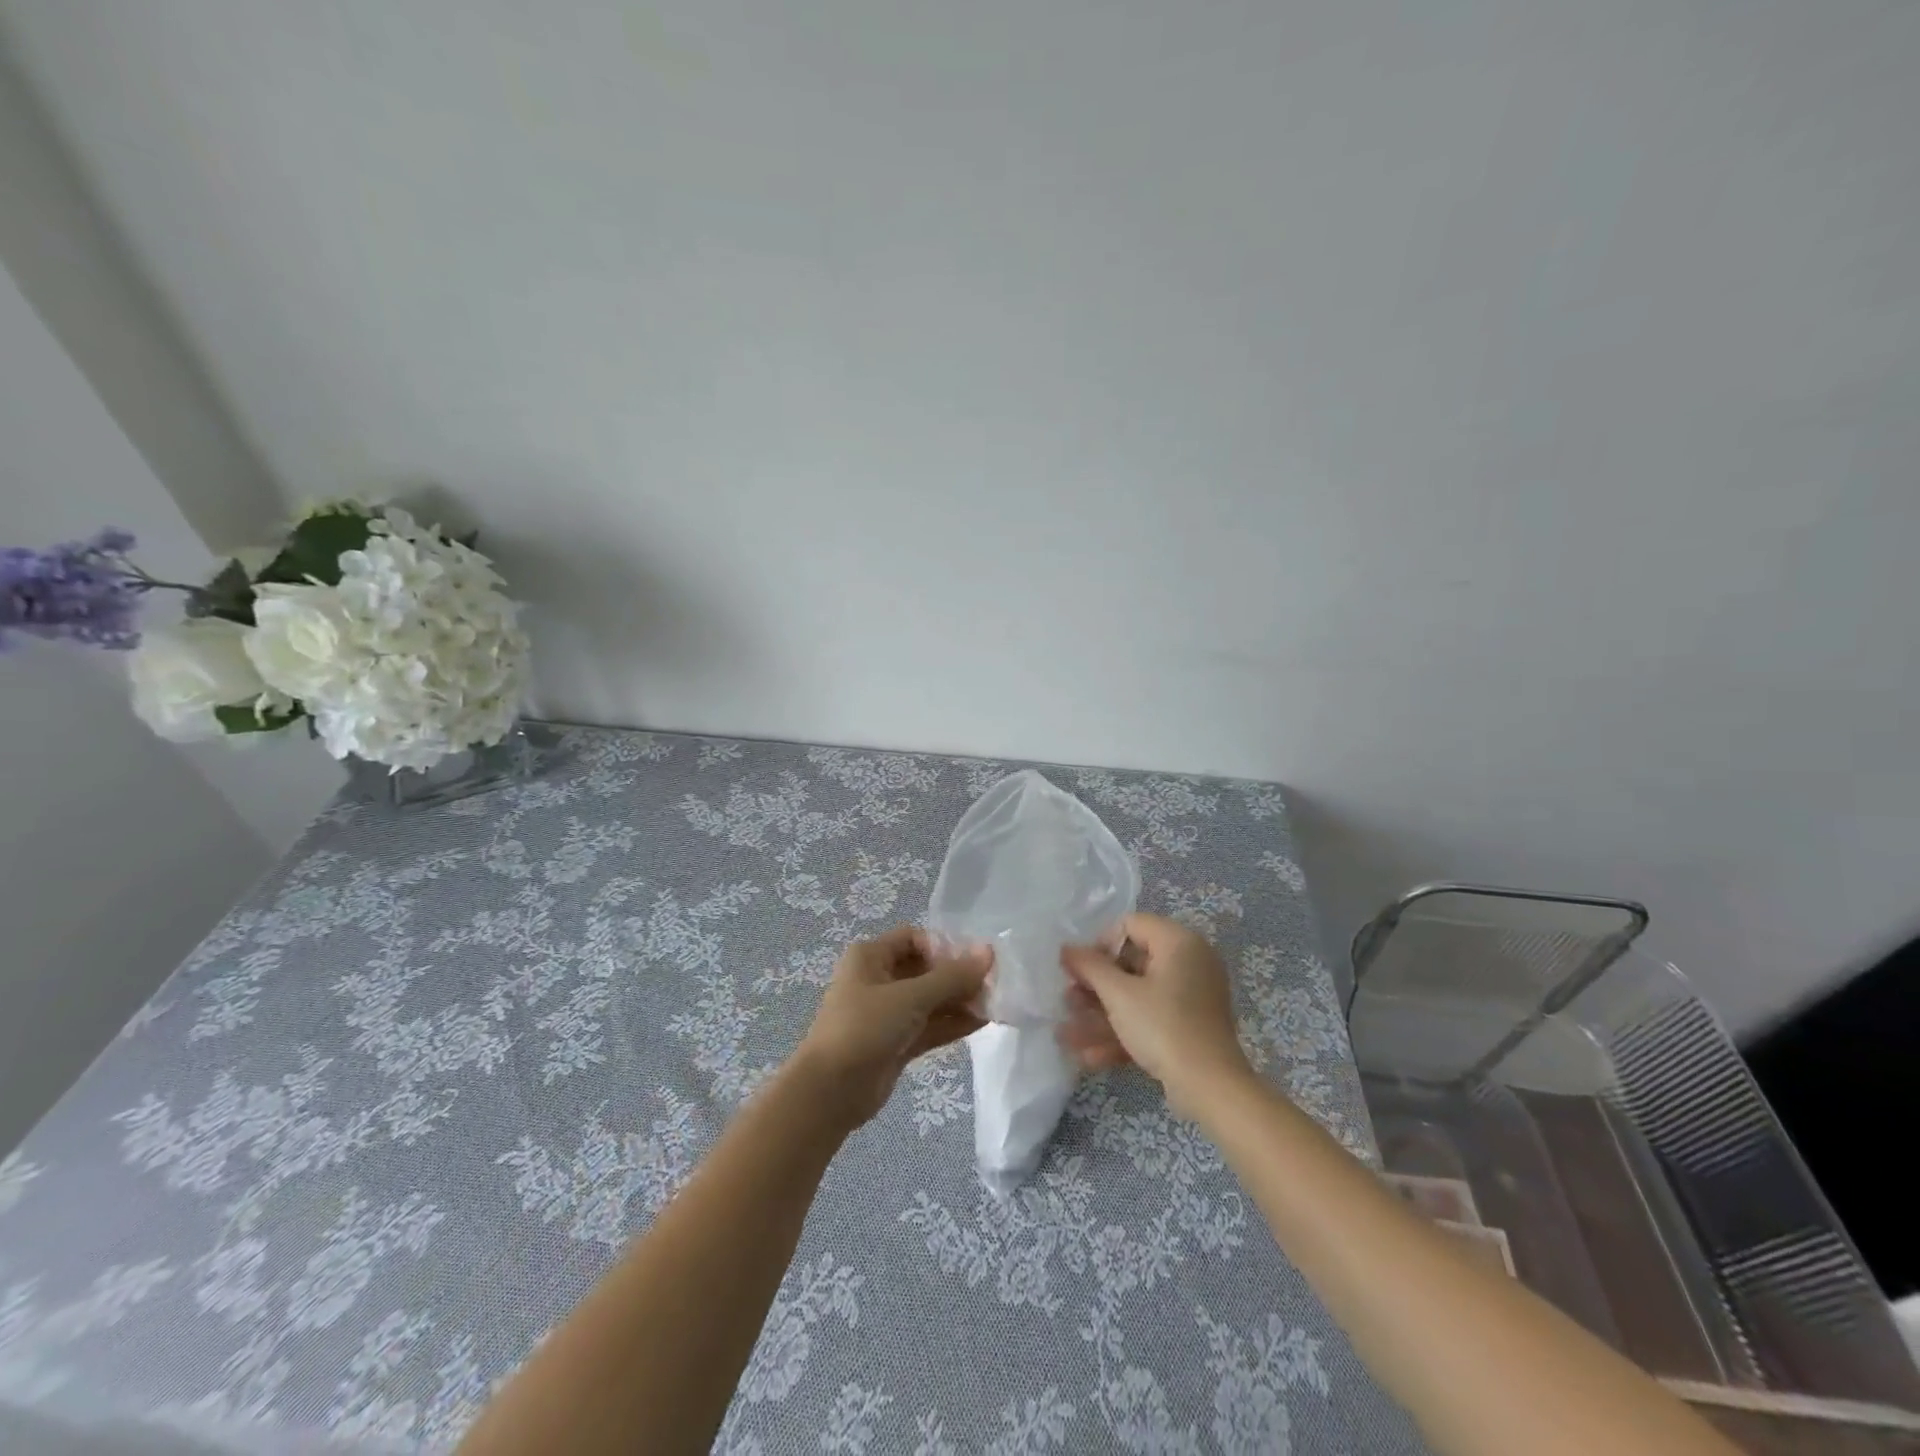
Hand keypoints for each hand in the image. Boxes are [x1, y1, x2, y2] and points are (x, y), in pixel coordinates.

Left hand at [790, 926, 991, 1129]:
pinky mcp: (896, 1043)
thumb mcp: (911, 997)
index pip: (914, 938)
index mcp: (871, 956)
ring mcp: (887, 1013)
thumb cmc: (865, 1028)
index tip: (973, 962)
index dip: (944, 946)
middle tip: (993, 985)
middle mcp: (878, 979)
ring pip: (930, 1000)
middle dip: (958, 977)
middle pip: (925, 969)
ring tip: (995, 1005)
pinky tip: (982, 1022)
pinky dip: (952, 1023)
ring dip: (959, 1001)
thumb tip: (989, 952)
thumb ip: (952, 977)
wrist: (830, 1092)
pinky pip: (929, 1026)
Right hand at [1059, 913, 1251, 1115]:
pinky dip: (1123, 1033)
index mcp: (1179, 942)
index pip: (1130, 925)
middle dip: (1095, 987)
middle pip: (1131, 964)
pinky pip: (1151, 1019)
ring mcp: (1191, 997)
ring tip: (1067, 1034)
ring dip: (1101, 1015)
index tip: (1079, 970)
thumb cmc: (1163, 1026)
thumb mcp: (1119, 994)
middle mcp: (1189, 963)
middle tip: (1068, 1001)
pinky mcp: (1189, 1027)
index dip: (1099, 945)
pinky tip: (1090, 1057)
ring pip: (1137, 997)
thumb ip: (1089, 967)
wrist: (1211, 1088)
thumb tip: (1067, 948)